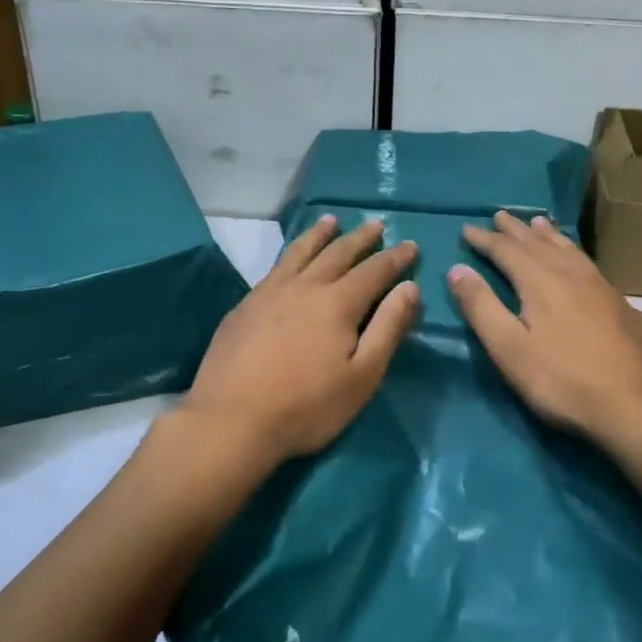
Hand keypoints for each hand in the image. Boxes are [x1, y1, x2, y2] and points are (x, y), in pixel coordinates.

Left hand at [179, 217, 419, 468]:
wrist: (231, 421)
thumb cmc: (306, 406)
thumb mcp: (362, 375)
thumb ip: (388, 328)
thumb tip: (410, 288)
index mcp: (338, 302)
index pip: (375, 270)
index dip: (395, 258)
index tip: (411, 245)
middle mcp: (305, 286)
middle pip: (338, 252)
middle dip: (360, 238)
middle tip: (375, 224)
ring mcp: (270, 292)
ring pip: (301, 252)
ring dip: (320, 234)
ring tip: (331, 220)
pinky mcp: (245, 305)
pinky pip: (275, 266)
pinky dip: (291, 252)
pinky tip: (290, 258)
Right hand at [448, 212, 641, 445]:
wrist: (636, 406)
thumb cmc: (563, 381)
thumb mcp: (510, 350)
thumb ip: (481, 307)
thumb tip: (457, 269)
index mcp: (541, 282)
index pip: (506, 251)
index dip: (484, 240)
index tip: (466, 229)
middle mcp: (571, 274)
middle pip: (538, 243)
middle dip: (515, 230)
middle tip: (499, 215)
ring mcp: (602, 287)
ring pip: (569, 250)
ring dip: (548, 235)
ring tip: (538, 223)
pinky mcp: (622, 305)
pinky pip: (589, 265)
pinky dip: (573, 253)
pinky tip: (578, 263)